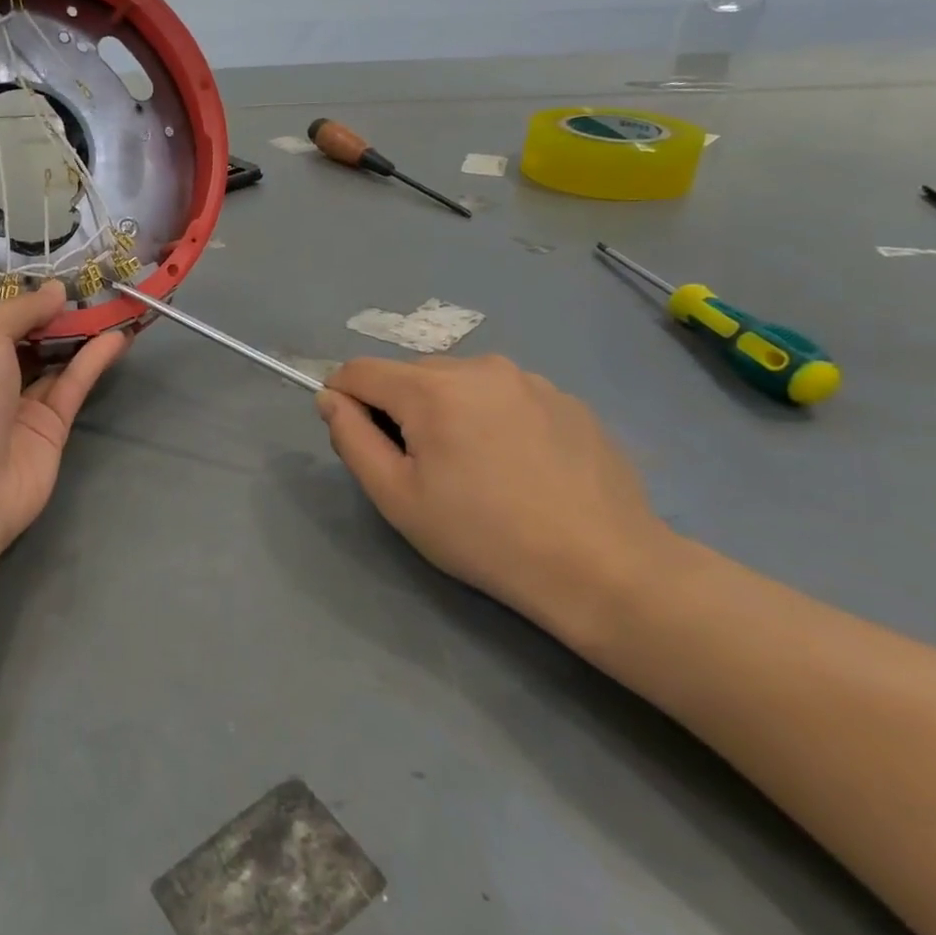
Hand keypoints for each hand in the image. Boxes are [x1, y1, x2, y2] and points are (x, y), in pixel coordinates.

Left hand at [0, 281, 129, 553]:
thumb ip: (22, 308)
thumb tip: (57, 290)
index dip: (13, 297)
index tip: (43, 271)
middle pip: (24, 338)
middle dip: (52, 313)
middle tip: (88, 283)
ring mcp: (18, 406)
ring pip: (54, 360)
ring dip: (80, 334)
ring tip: (112, 303)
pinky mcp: (50, 428)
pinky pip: (73, 386)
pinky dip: (94, 361)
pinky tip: (118, 337)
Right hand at [317, 355, 674, 645]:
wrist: (604, 568)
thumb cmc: (484, 537)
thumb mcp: (397, 497)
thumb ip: (351, 438)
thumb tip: (331, 398)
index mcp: (432, 389)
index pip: (360, 370)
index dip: (345, 399)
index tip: (362, 441)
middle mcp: (479, 367)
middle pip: (410, 374)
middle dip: (400, 408)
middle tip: (423, 467)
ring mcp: (529, 379)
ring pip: (459, 381)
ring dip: (448, 410)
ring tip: (476, 467)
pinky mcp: (566, 399)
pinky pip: (505, 394)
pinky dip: (493, 417)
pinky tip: (519, 466)